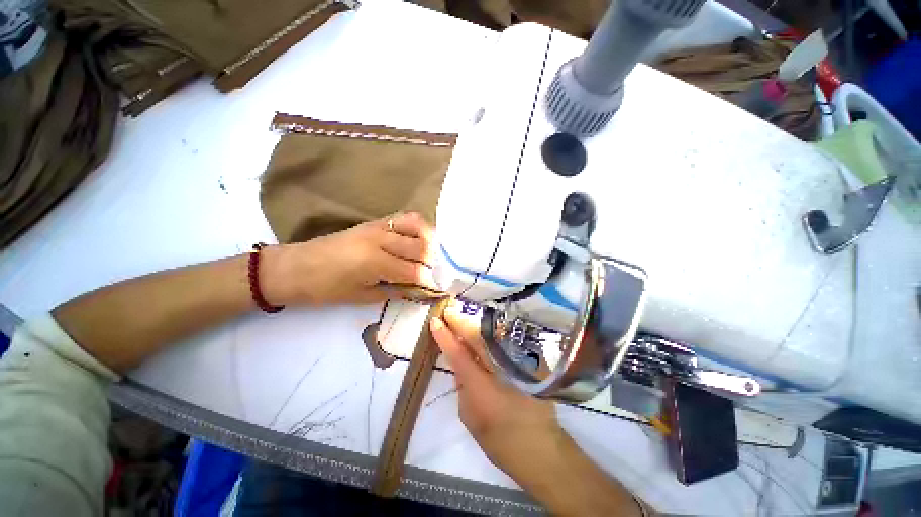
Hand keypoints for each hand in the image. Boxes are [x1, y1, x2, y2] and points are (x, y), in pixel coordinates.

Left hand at [262, 212, 439, 305]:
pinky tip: (419, 238)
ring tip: (430, 254)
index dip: (428, 281)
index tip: (435, 288)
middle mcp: (380, 240)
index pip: (414, 271)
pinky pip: (404, 217)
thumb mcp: (361, 296)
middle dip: (432, 263)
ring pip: (417, 225)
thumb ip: (394, 291)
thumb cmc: (325, 289)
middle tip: (434, 273)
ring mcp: (378, 226)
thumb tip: (418, 289)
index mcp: (375, 263)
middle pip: (421, 247)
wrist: (296, 267)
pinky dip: (418, 226)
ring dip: (429, 241)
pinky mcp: (374, 221)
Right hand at [430, 303, 648, 516]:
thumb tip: (461, 364)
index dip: (445, 335)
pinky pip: (509, 338)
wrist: (540, 446)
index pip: (458, 352)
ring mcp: (520, 361)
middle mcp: (501, 367)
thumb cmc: (499, 438)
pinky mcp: (534, 359)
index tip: (435, 321)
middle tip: (449, 312)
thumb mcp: (469, 415)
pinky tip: (486, 330)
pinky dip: (495, 333)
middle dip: (461, 322)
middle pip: (478, 336)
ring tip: (464, 319)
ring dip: (477, 325)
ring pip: (494, 333)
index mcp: (481, 385)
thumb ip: (462, 385)